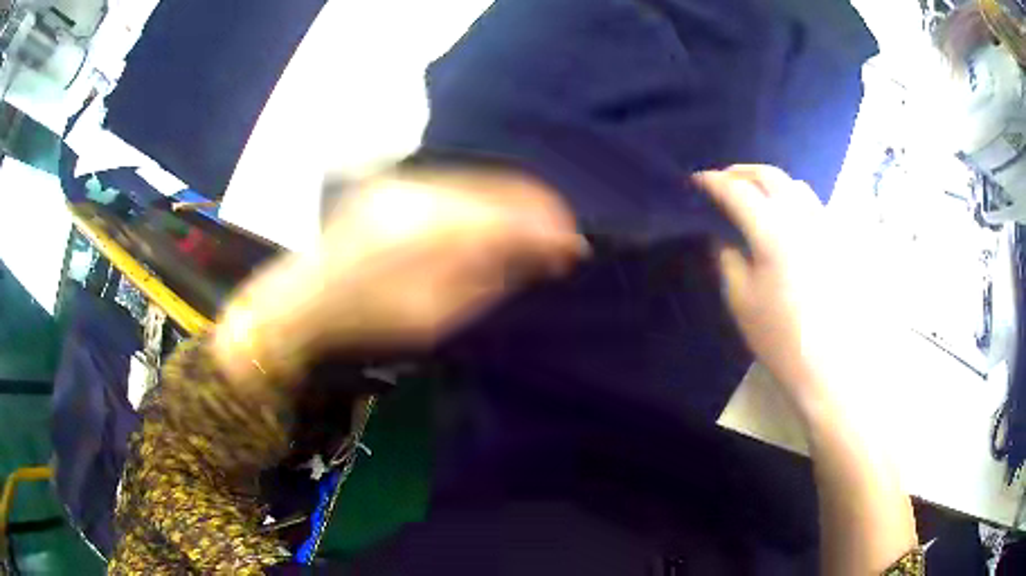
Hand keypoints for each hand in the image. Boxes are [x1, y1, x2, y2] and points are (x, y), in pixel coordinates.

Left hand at [215, 168, 584, 384]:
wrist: (303, 303)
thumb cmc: (368, 322)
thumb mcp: (434, 316)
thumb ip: (489, 277)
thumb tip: (541, 252)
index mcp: (428, 233)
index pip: (507, 218)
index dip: (547, 229)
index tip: (574, 244)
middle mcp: (417, 193)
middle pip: (497, 190)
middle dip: (535, 212)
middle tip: (559, 238)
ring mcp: (401, 183)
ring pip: (477, 183)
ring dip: (510, 204)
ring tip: (531, 230)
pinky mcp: (391, 184)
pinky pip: (452, 185)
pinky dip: (480, 201)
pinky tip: (489, 219)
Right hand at [695, 165, 845, 413]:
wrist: (831, 365)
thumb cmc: (781, 337)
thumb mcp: (741, 301)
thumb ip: (727, 259)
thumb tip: (722, 235)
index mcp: (772, 231)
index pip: (737, 192)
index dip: (713, 182)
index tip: (696, 181)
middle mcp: (801, 218)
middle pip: (769, 176)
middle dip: (742, 171)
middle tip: (723, 179)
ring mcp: (825, 226)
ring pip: (795, 185)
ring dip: (769, 181)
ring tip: (755, 192)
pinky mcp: (839, 241)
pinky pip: (814, 204)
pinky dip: (793, 197)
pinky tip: (787, 216)